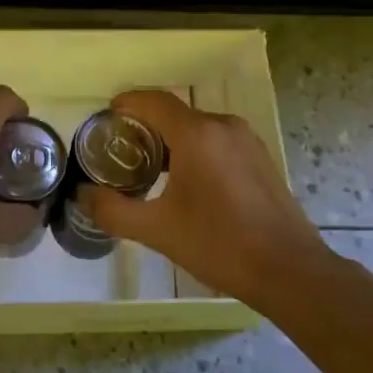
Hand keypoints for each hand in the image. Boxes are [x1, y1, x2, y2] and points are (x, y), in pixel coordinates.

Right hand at [79, 89, 321, 307]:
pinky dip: (196, 151)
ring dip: (172, 141)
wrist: (289, 271)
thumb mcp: (157, 230)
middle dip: (146, 127)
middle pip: (176, 114)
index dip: (128, 102)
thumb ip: (113, 210)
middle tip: (121, 152)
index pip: (154, 101)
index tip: (107, 115)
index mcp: (197, 134)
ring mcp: (247, 141)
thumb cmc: (219, 244)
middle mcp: (223, 127)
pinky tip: (187, 183)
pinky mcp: (261, 159)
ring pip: (199, 129)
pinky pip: (219, 142)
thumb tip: (84, 196)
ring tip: (150, 170)